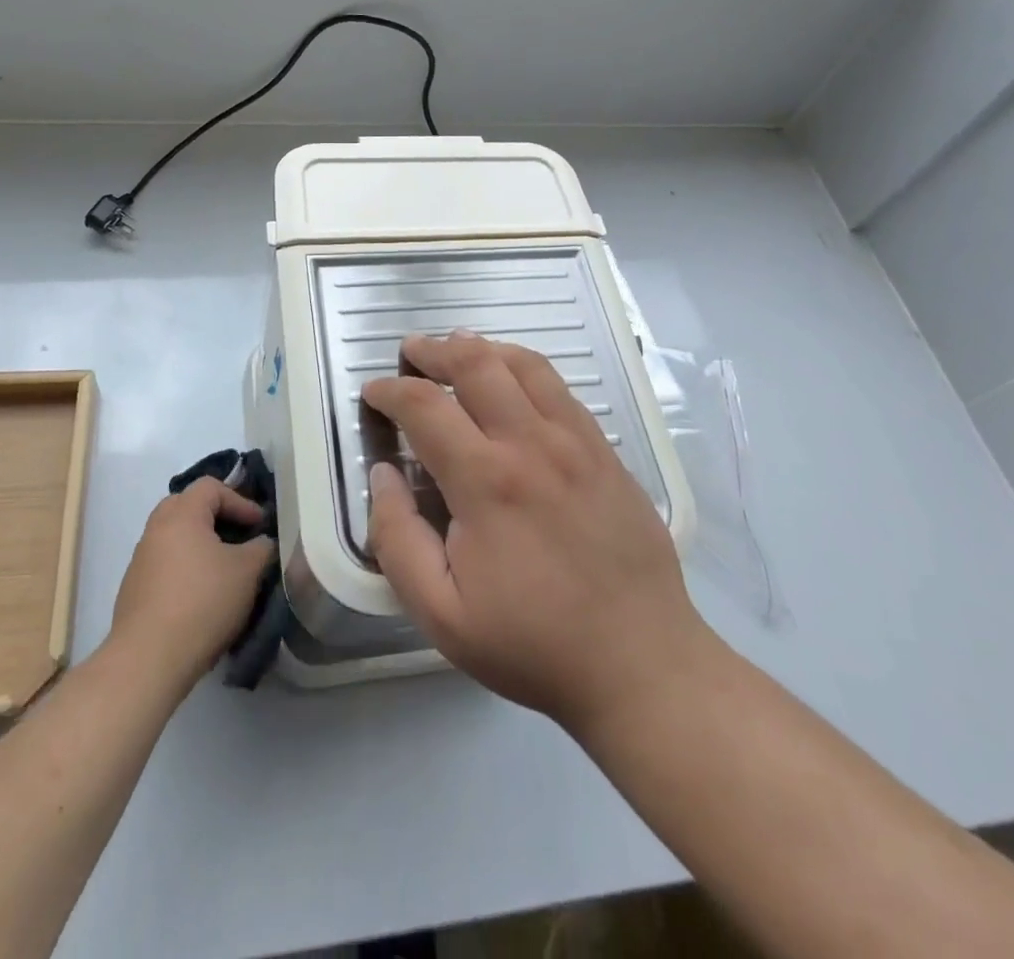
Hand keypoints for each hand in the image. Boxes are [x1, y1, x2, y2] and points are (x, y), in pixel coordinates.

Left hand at [110, 480, 275, 695]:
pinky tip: (201, 595)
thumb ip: (261, 548)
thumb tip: (261, 543)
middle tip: (238, 535)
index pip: (211, 486)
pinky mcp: (133, 589)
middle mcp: (155, 529)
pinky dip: (185, 567)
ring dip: (199, 544)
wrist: (148, 660)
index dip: (240, 500)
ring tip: (223, 568)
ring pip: (174, 536)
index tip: (260, 526)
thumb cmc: (203, 602)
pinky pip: (164, 564)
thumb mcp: (247, 572)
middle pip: (187, 505)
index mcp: (181, 514)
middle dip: (216, 516)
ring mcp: (140, 560)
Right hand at [362, 331, 713, 739]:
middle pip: (476, 363)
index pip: (424, 406)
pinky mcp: (606, 451)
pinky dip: (525, 368)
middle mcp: (532, 444)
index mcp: (486, 482)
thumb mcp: (441, 614)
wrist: (641, 664)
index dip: (389, 391)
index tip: (372, 394)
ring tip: (457, 349)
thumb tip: (383, 475)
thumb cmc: (533, 644)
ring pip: (524, 364)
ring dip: (482, 348)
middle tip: (410, 353)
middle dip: (433, 350)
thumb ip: (397, 539)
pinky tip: (514, 381)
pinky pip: (561, 388)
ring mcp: (577, 442)